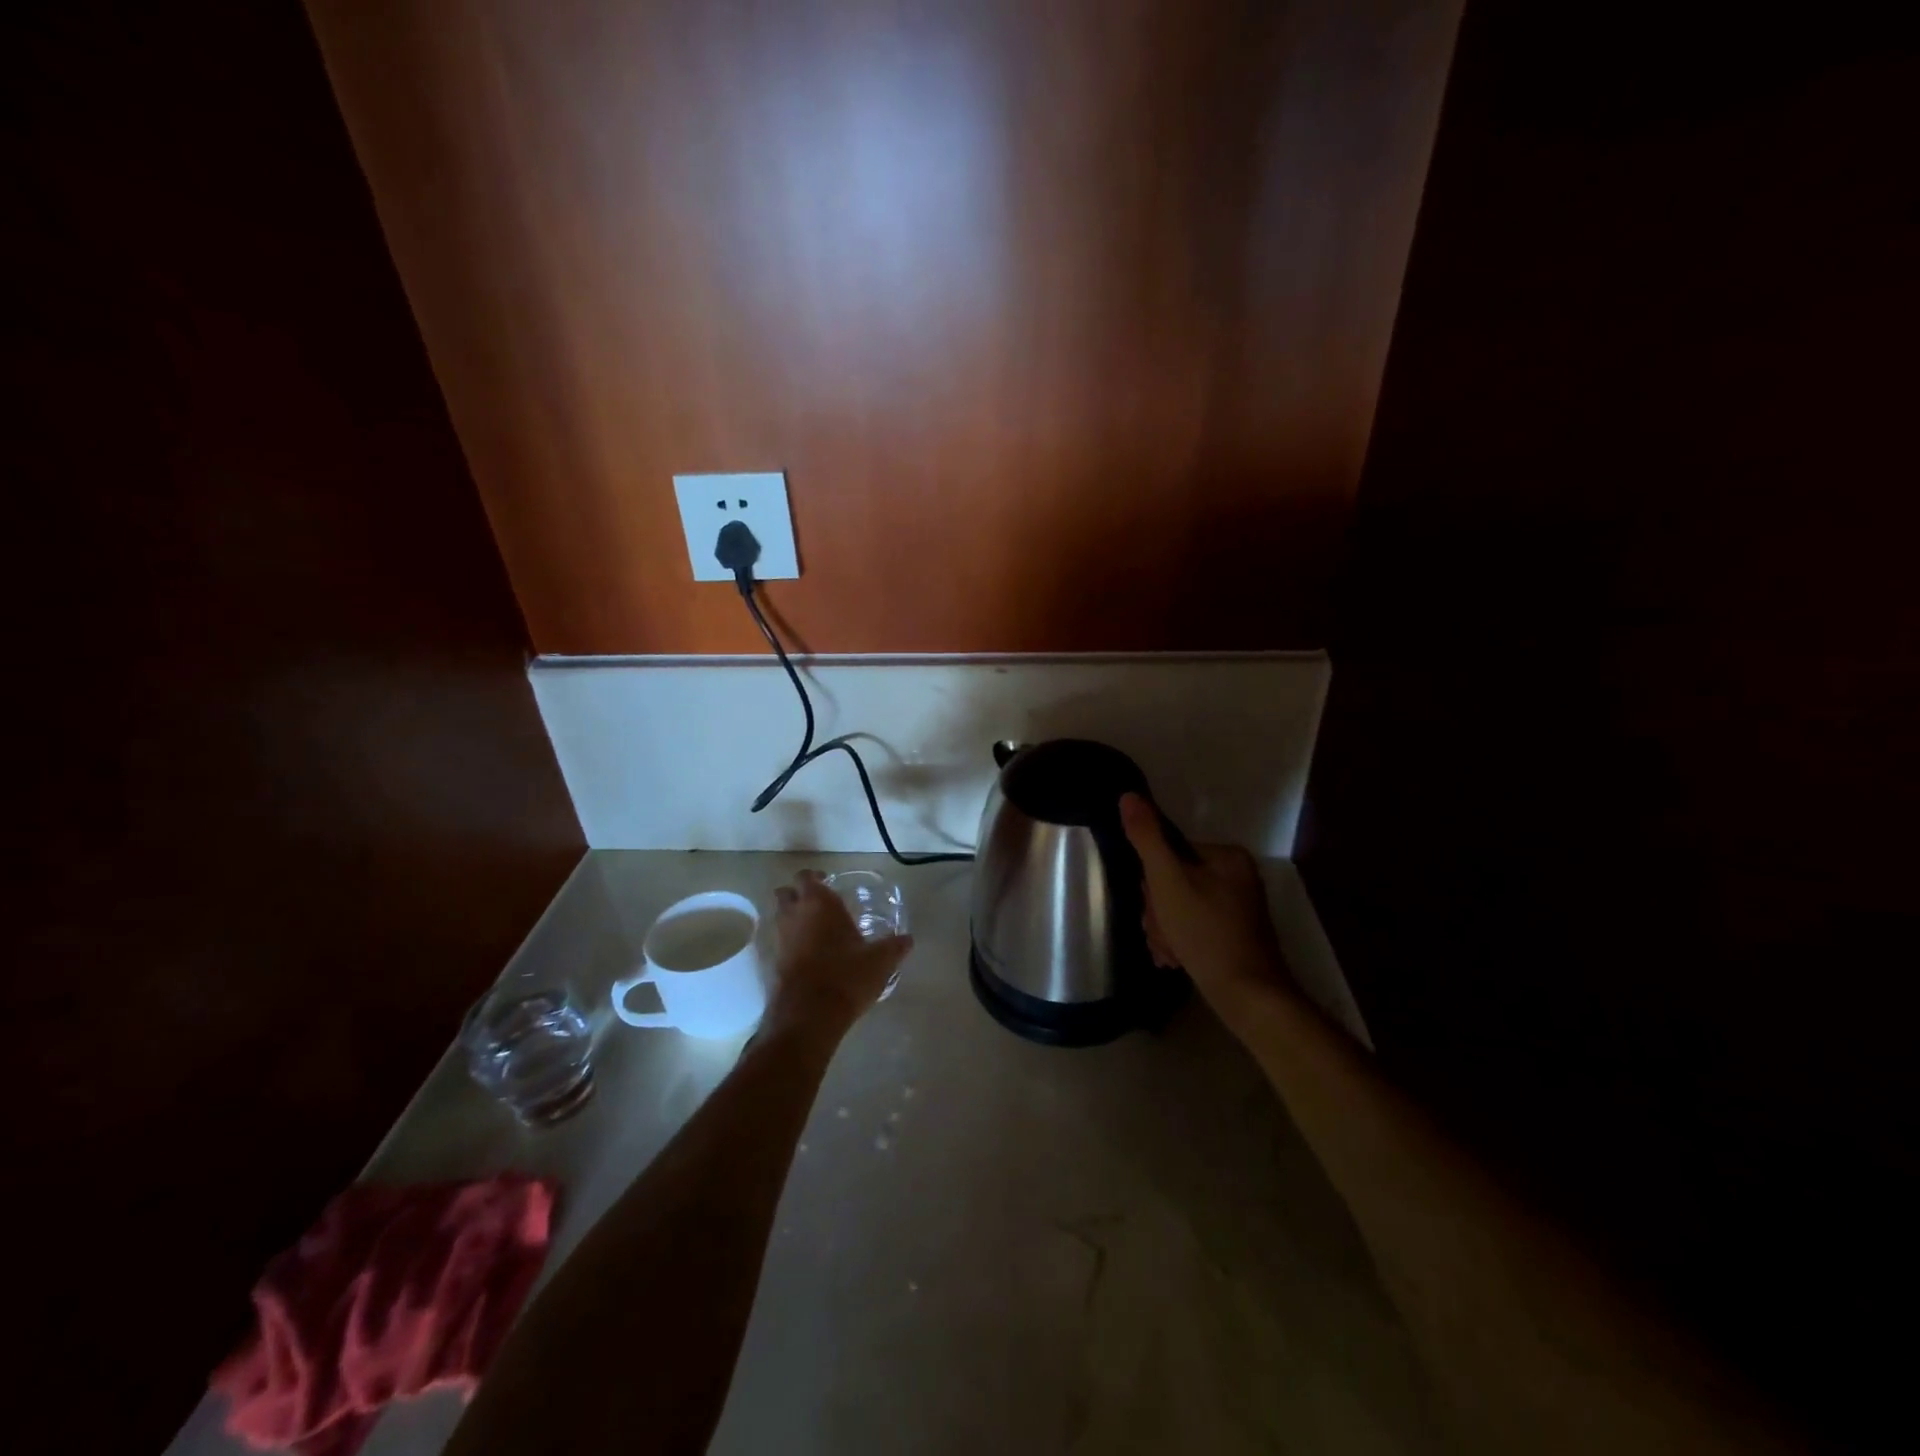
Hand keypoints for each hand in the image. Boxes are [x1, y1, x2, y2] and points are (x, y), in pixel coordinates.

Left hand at [767, 871, 912, 1034]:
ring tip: (816, 930)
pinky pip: (780, 943)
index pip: (806, 877)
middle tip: (819, 904)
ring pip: (780, 918)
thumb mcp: (880, 961)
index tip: (828, 883)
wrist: (809, 1016)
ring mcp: (780, 939)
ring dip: (793, 918)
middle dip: (798, 895)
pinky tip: (810, 955)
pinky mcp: (773, 964)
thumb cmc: (846, 976)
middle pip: (786, 893)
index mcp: (818, 903)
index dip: (815, 877)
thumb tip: (908, 939)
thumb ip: (894, 946)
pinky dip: (791, 943)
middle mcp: (794, 915)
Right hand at [1119, 794, 1288, 1017]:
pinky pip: (1193, 927)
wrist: (1249, 997)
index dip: (1153, 882)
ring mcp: (1237, 908)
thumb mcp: (1168, 882)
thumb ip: (1147, 838)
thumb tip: (1128, 795)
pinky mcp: (1234, 935)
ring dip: (1165, 930)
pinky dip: (1180, 942)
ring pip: (1179, 908)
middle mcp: (1236, 876)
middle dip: (1159, 912)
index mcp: (1226, 856)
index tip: (1155, 908)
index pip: (1169, 854)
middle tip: (1164, 935)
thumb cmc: (1207, 933)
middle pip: (1174, 882)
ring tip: (1170, 953)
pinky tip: (1176, 961)